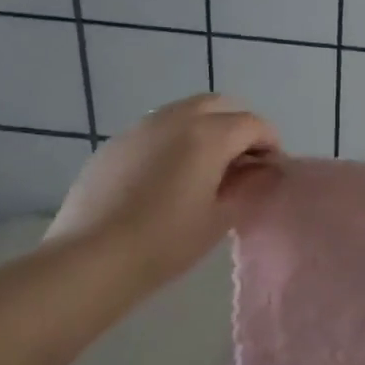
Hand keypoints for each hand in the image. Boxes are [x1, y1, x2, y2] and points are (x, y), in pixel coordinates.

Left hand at [46, 94, 279, 285]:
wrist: (92, 259)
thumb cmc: (166, 242)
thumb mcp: (220, 218)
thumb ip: (250, 186)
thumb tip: (266, 170)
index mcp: (207, 135)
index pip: (253, 124)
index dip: (270, 143)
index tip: (273, 169)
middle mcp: (175, 119)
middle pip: (220, 105)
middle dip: (239, 126)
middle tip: (244, 162)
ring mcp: (141, 127)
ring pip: (186, 111)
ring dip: (207, 128)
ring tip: (208, 168)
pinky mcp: (116, 143)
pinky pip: (158, 128)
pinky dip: (177, 139)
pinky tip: (170, 176)